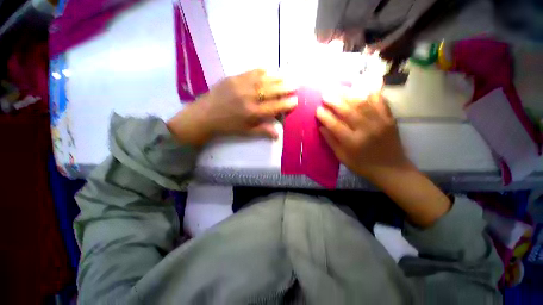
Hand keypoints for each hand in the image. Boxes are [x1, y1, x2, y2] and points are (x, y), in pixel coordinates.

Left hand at [167, 69, 296, 145]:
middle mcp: (249, 98)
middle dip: (286, 88)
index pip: (274, 107)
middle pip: (271, 91)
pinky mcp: (233, 78)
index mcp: (252, 113)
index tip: (295, 101)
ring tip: (287, 76)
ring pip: (263, 80)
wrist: (204, 116)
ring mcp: (241, 85)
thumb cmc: (227, 126)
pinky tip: (269, 70)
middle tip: (296, 85)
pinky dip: (262, 71)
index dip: (286, 104)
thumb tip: (278, 133)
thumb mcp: (246, 132)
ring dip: (277, 78)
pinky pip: (251, 72)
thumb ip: (263, 131)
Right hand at [316, 90, 412, 181]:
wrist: (391, 169)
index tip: (317, 109)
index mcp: (352, 142)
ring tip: (339, 88)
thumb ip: (331, 141)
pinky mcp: (389, 118)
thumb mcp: (342, 157)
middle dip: (334, 101)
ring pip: (363, 103)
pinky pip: (380, 101)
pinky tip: (363, 85)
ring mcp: (380, 122)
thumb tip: (321, 127)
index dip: (325, 116)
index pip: (335, 125)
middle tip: (325, 94)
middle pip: (348, 111)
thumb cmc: (362, 165)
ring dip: (349, 94)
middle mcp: (366, 130)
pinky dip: (371, 92)